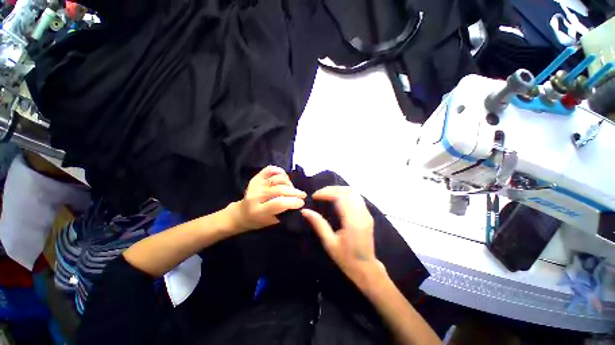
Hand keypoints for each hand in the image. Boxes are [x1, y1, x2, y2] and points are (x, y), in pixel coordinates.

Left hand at [231, 166, 305, 231]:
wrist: (242, 213)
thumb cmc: (259, 220)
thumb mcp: (272, 221)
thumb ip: (284, 212)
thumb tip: (299, 203)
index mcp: (259, 211)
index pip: (279, 203)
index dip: (294, 202)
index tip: (302, 203)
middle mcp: (256, 196)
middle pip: (280, 190)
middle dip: (295, 192)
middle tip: (303, 195)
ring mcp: (256, 184)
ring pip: (278, 179)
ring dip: (289, 183)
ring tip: (292, 189)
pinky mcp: (256, 177)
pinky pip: (271, 169)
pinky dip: (280, 171)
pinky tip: (285, 178)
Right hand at [301, 186, 384, 286]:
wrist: (366, 268)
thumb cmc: (346, 258)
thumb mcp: (329, 243)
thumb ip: (318, 224)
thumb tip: (305, 211)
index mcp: (352, 221)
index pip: (340, 197)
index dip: (326, 192)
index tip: (314, 196)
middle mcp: (361, 214)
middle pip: (347, 191)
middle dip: (331, 189)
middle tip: (319, 194)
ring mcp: (366, 213)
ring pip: (353, 192)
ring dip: (339, 190)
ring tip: (327, 195)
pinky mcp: (368, 214)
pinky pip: (357, 197)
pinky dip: (345, 194)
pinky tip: (337, 199)